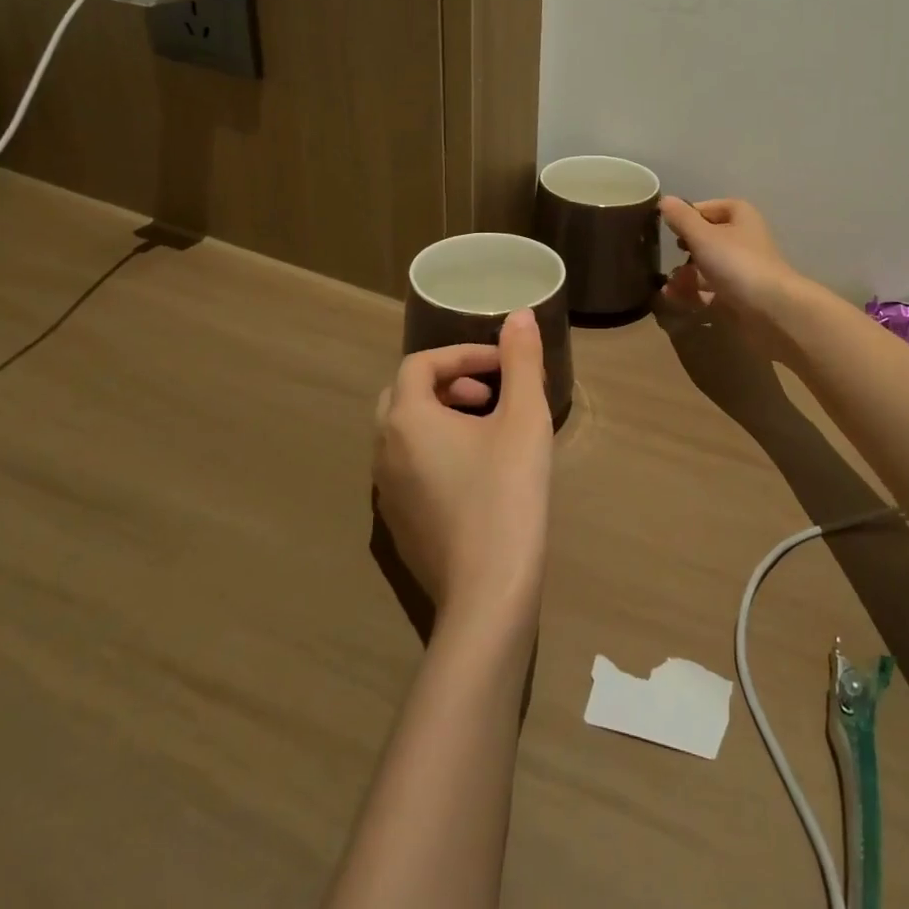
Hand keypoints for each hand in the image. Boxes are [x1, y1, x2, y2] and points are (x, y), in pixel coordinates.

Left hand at [374, 310, 553, 626]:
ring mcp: (386, 492)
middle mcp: (384, 450)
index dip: (464, 355)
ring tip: (490, 430)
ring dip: (443, 416)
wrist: (488, 595)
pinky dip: (436, 451)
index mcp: (407, 419)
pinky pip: (408, 467)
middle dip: (450, 384)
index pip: (422, 364)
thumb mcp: (524, 419)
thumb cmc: (508, 494)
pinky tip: (478, 474)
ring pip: (404, 433)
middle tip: (492, 395)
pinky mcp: (399, 524)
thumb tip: (519, 314)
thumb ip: (521, 360)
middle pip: (405, 395)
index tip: (504, 365)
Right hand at [659, 196, 809, 357]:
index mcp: (740, 216)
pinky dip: (693, 293)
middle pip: (707, 239)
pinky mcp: (740, 294)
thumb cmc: (736, 263)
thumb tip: (665, 200)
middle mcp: (743, 238)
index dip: (687, 216)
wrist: (771, 309)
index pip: (708, 208)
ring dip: (685, 275)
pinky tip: (674, 299)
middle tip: (665, 258)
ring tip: (666, 287)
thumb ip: (681, 218)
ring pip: (708, 266)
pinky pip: (711, 289)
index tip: (667, 228)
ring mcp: (742, 268)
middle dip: (684, 250)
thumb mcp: (703, 236)